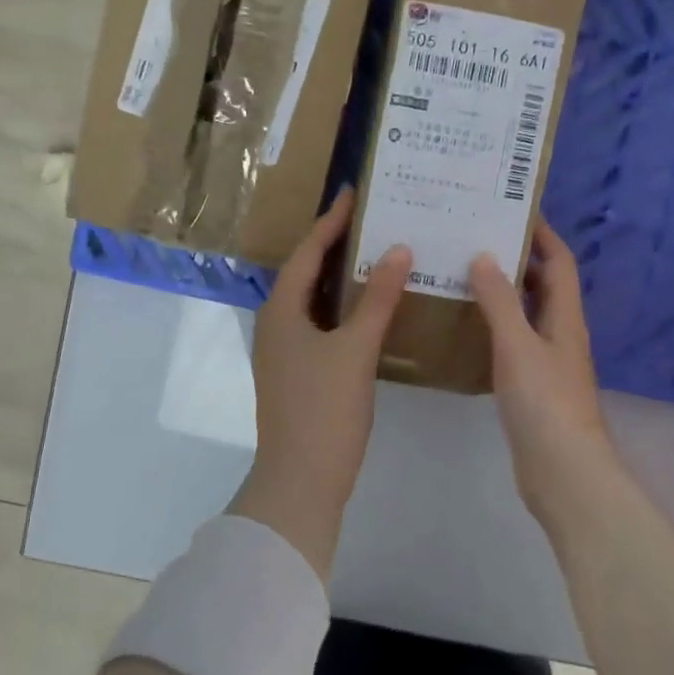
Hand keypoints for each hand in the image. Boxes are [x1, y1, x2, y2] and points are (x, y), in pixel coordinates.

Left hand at [235, 188, 411, 581]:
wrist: (300, 482)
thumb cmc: (324, 410)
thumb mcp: (355, 350)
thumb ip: (376, 298)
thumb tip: (397, 249)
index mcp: (281, 311)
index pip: (307, 252)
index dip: (330, 221)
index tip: (353, 192)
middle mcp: (276, 324)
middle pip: (306, 272)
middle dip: (335, 243)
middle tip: (370, 218)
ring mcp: (285, 350)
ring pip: (314, 299)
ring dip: (340, 276)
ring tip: (375, 252)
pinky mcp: (298, 371)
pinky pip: (321, 323)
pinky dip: (343, 307)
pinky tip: (370, 307)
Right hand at [469, 221, 619, 528]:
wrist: (564, 473)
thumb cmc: (545, 403)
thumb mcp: (518, 345)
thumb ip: (500, 301)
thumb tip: (485, 255)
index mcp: (565, 318)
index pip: (559, 262)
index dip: (542, 234)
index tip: (513, 209)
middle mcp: (560, 333)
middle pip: (544, 284)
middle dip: (517, 258)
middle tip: (476, 238)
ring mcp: (547, 362)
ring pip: (527, 313)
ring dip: (503, 292)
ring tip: (464, 273)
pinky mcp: (532, 386)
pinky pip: (513, 342)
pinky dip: (494, 326)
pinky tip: (466, 327)